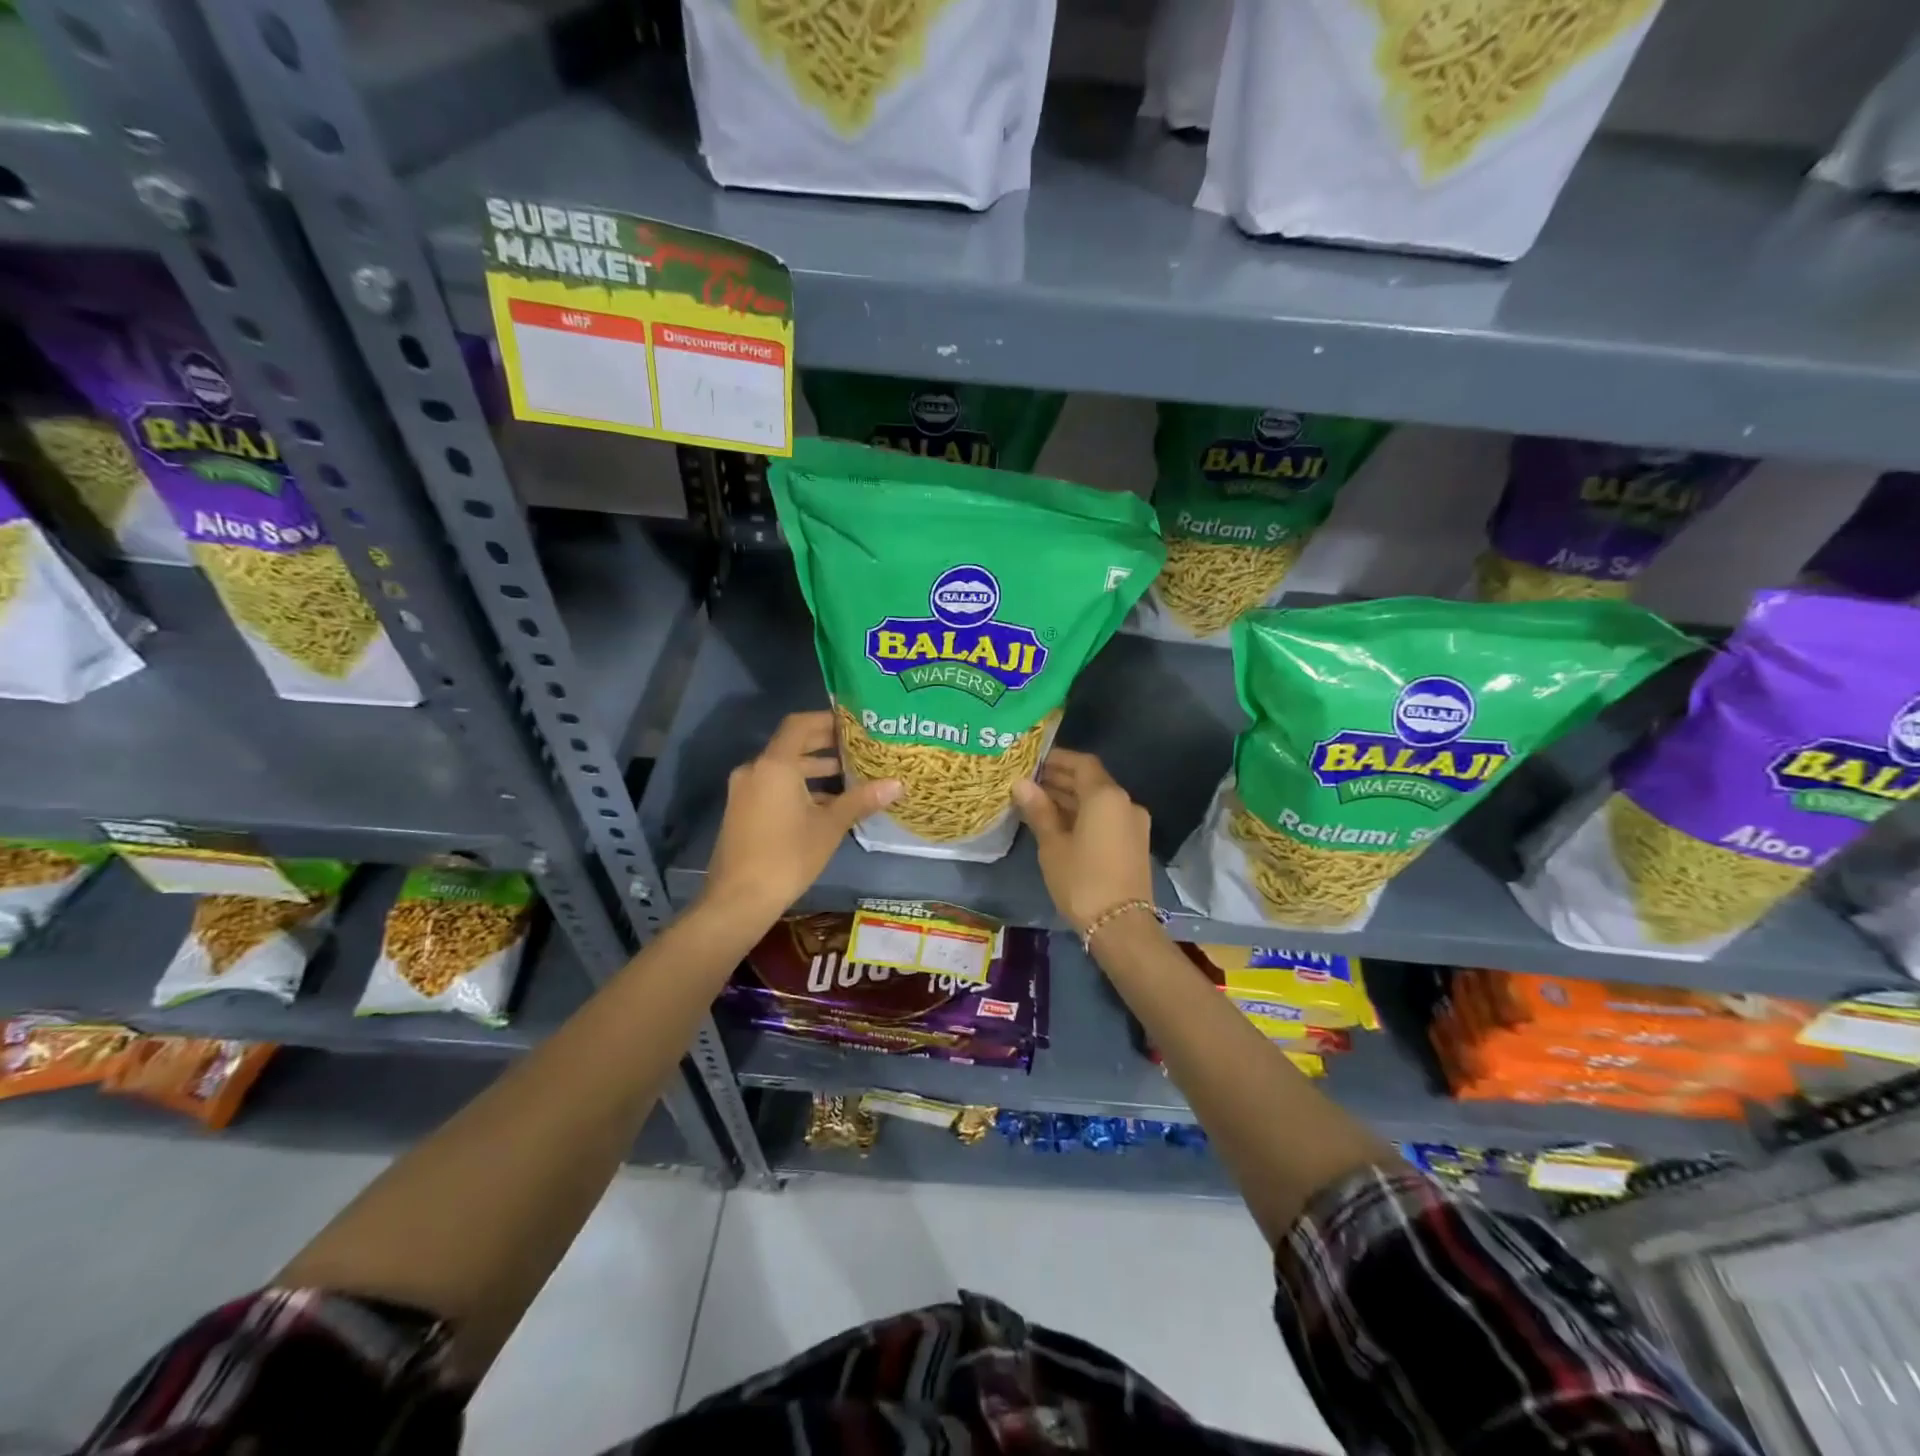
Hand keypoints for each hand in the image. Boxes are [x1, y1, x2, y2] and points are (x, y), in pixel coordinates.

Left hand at [701, 712, 900, 925]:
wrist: (738, 899)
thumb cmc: (787, 856)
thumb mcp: (829, 826)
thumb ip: (861, 800)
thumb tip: (897, 784)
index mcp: (775, 765)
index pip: (800, 725)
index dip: (827, 720)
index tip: (853, 724)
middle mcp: (755, 770)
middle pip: (791, 745)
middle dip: (823, 745)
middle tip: (857, 747)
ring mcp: (745, 791)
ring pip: (782, 769)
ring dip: (812, 769)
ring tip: (848, 775)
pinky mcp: (742, 810)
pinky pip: (773, 786)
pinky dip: (797, 787)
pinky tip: (824, 803)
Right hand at [1012, 750, 1154, 933]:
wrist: (1121, 926)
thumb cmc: (1082, 880)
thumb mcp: (1053, 845)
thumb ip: (1039, 810)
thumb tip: (1021, 783)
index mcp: (1106, 796)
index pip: (1082, 763)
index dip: (1057, 759)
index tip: (1032, 761)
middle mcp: (1125, 803)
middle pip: (1091, 781)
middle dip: (1061, 779)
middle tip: (1029, 782)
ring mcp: (1133, 824)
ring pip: (1099, 801)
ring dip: (1071, 798)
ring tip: (1037, 802)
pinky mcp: (1134, 843)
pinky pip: (1106, 818)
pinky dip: (1084, 815)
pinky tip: (1059, 823)